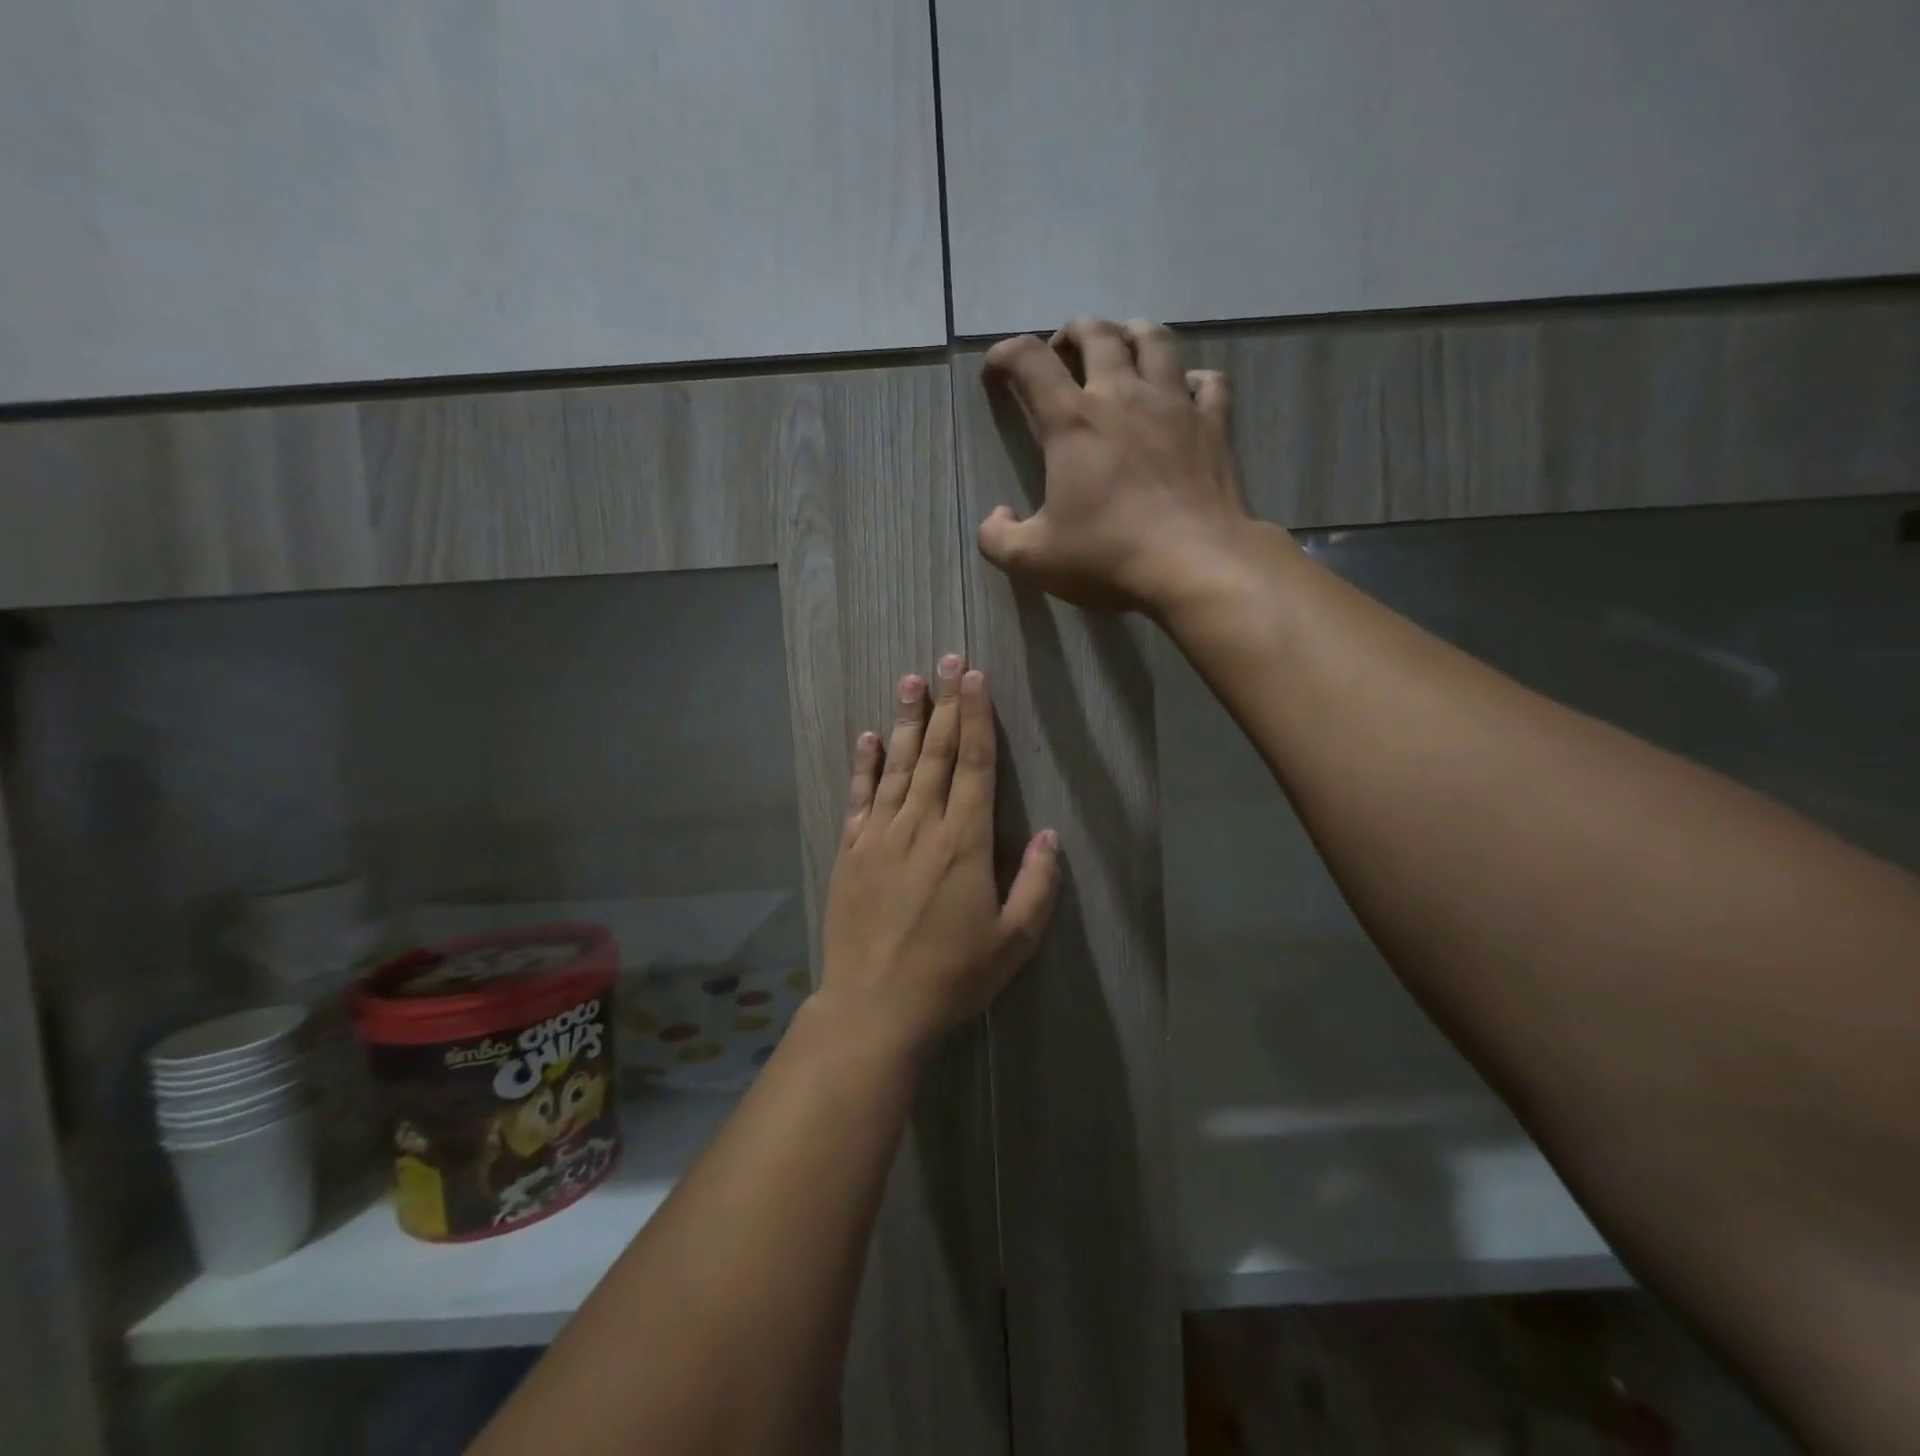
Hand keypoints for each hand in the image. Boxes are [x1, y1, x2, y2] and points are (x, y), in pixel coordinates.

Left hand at [818, 656, 1058, 1058]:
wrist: (874, 1008)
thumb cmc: (951, 977)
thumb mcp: (1013, 941)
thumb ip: (1036, 885)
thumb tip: (1048, 835)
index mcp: (963, 843)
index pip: (972, 764)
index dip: (975, 717)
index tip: (975, 678)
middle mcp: (919, 826)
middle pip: (934, 753)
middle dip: (944, 703)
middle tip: (947, 660)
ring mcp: (878, 836)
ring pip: (896, 766)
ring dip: (906, 720)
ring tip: (910, 680)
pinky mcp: (850, 852)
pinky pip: (859, 797)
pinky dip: (865, 764)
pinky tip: (868, 737)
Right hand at [978, 316, 1260, 613]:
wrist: (1195, 565)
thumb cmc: (1108, 556)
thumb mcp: (1034, 561)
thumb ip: (998, 539)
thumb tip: (996, 517)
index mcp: (1073, 422)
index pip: (1030, 361)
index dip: (1005, 355)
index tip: (996, 371)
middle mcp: (1123, 396)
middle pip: (1097, 333)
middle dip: (1072, 333)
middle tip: (1064, 353)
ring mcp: (1174, 404)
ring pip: (1155, 340)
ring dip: (1133, 335)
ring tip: (1124, 349)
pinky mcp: (1214, 424)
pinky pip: (1209, 381)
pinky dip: (1193, 379)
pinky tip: (1185, 393)